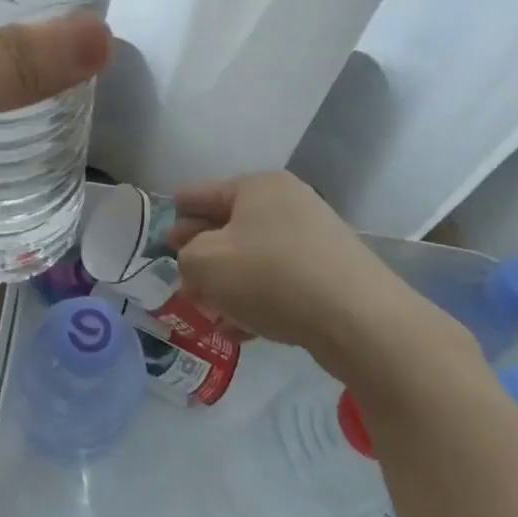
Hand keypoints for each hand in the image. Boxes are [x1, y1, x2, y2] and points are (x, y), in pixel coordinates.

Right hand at [167, 171, 460, 382]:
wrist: (358, 319)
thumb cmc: (271, 277)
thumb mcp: (206, 263)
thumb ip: (186, 257)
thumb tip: (195, 261)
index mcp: (256, 186)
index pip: (200, 194)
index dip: (175, 216)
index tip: (159, 239)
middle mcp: (287, 203)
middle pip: (228, 226)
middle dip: (201, 256)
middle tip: (181, 282)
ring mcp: (313, 238)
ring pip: (253, 258)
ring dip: (227, 284)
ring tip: (208, 313)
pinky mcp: (330, 273)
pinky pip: (278, 281)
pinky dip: (256, 299)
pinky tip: (241, 330)